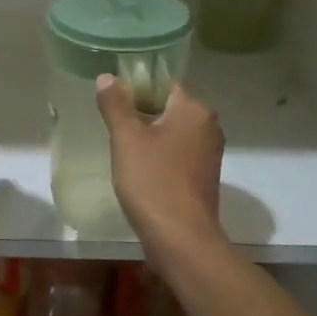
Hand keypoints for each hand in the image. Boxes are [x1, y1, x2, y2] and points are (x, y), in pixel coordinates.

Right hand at [96, 77, 224, 250]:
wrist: (181, 238)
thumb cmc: (153, 182)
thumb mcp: (126, 139)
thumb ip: (116, 105)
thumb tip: (107, 77)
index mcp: (194, 109)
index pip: (164, 83)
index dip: (137, 87)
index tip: (114, 101)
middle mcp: (209, 126)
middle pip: (170, 107)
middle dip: (142, 113)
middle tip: (114, 126)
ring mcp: (210, 153)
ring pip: (174, 132)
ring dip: (151, 136)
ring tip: (123, 148)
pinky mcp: (204, 176)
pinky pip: (179, 154)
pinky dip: (161, 156)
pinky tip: (141, 170)